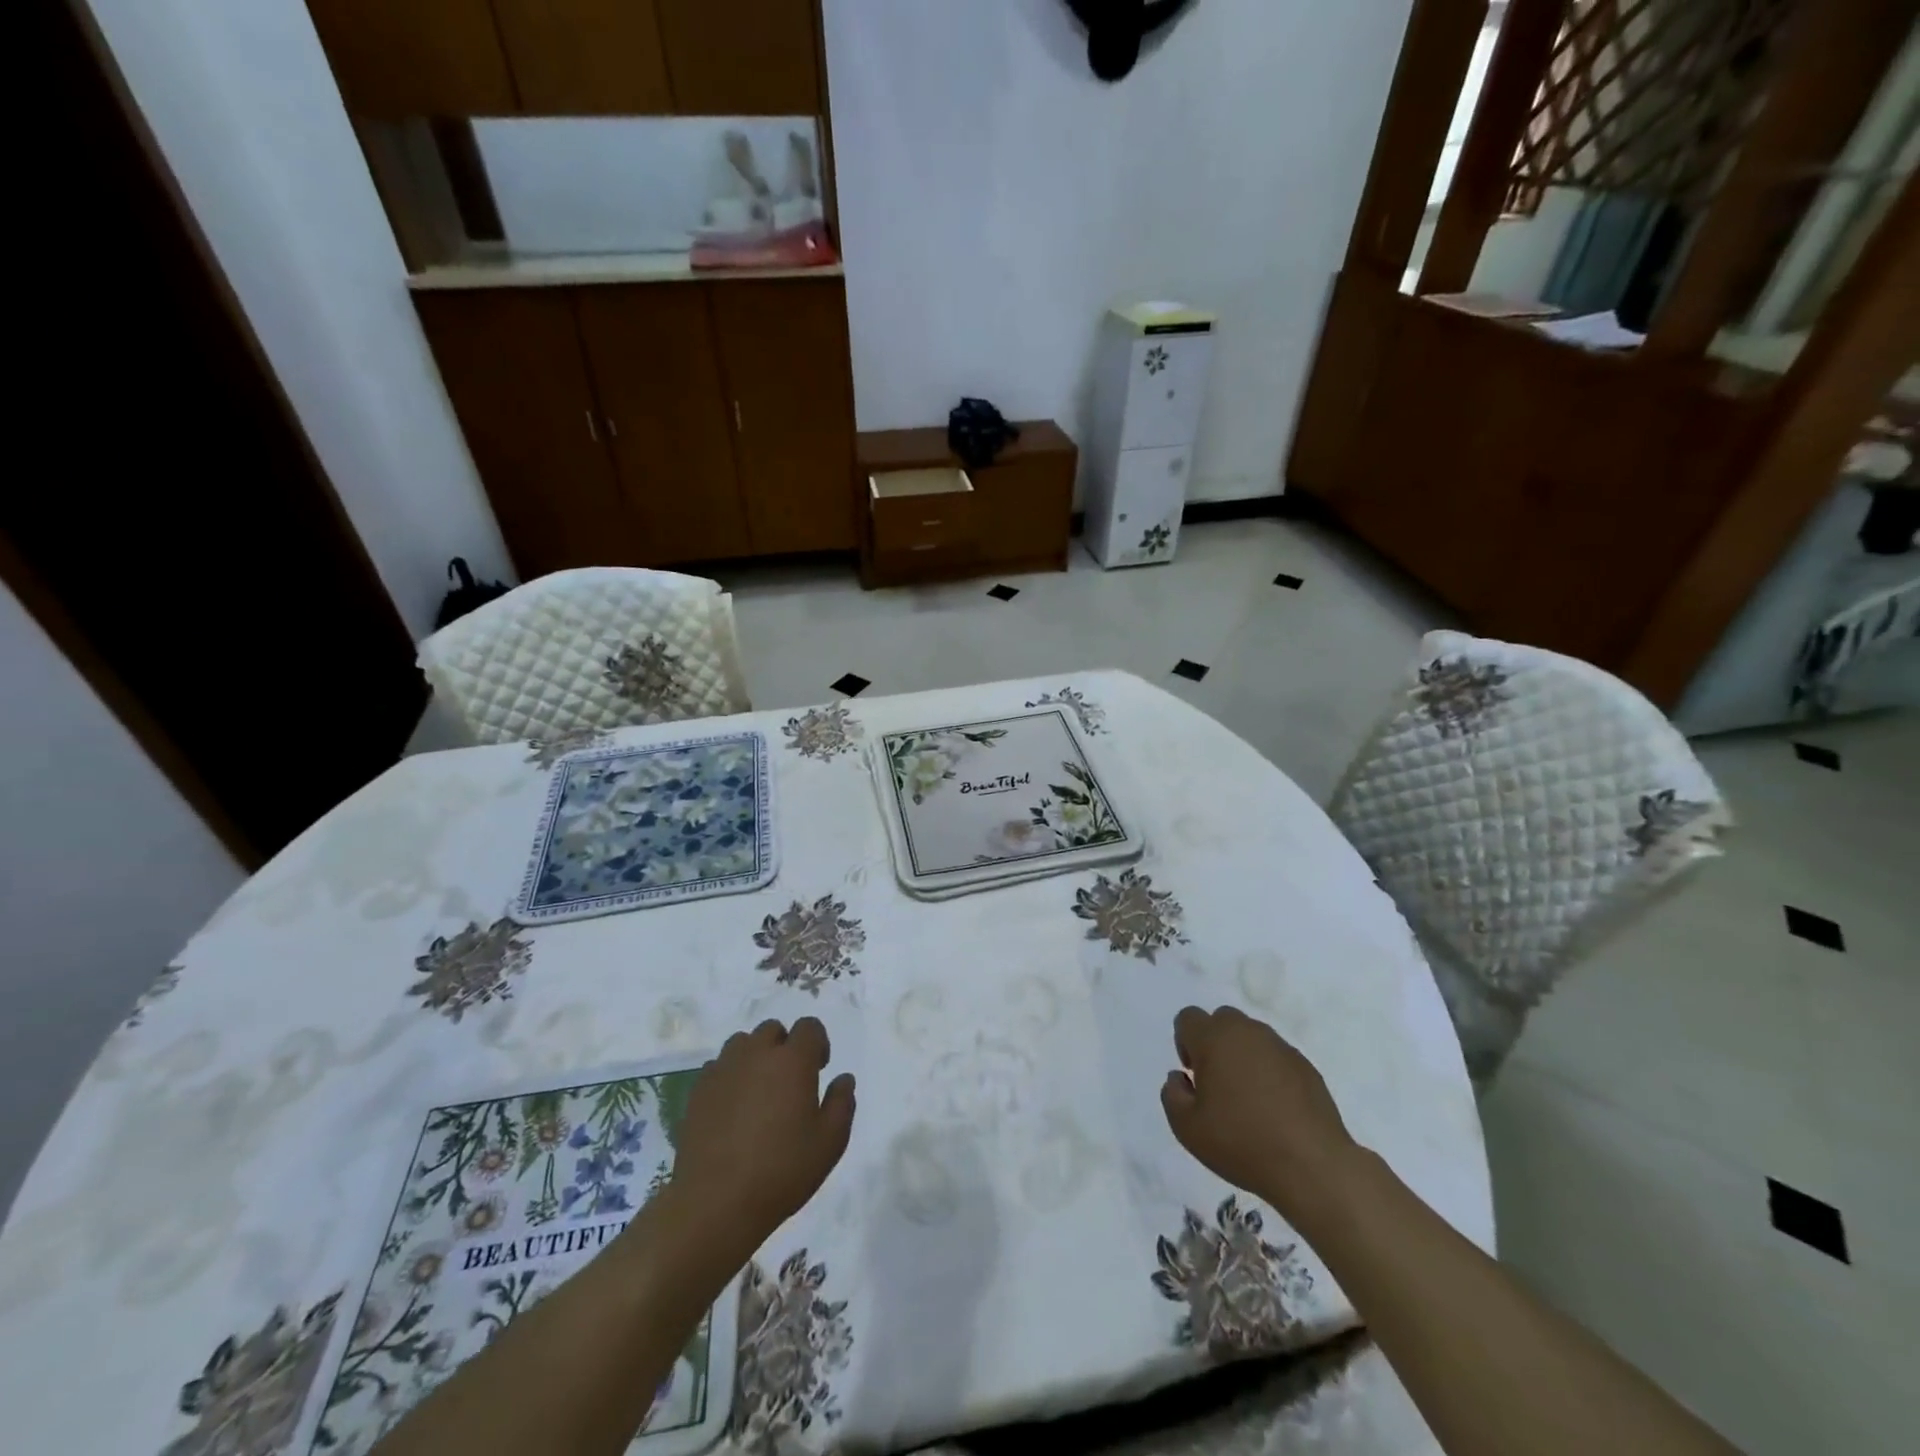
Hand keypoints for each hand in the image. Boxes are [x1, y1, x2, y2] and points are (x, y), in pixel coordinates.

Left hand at [667, 1018, 854, 1253]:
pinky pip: (718, 1067)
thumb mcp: (830, 1142)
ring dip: (754, 1057)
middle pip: (772, 1030)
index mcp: (792, 1060)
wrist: (716, 1203)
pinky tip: (732, 1108)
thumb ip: (842, 1103)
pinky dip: (729, 1076)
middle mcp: (757, 1054)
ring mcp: (723, 1069)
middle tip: (789, 1082)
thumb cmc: (782, 1171)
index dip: (817, 1042)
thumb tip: (843, 1079)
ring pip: (742, 1043)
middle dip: (784, 1046)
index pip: (809, 1026)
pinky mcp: (698, 1090)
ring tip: (758, 1092)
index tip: (818, 1069)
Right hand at [1160, 1006, 1357, 1219]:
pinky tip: (1275, 1109)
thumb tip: (1179, 1078)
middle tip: (1218, 1084)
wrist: (1312, 1166)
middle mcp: (1247, 1032)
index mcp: (1214, 1038)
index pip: (1188, 1018)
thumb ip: (1172, 1094)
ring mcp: (1280, 1047)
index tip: (1194, 1076)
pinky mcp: (1306, 1066)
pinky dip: (1270, 1072)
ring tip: (1249, 1099)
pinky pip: (1277, 1057)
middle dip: (1214, 1043)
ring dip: (1243, 1056)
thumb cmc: (1241, 1142)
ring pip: (1251, 1037)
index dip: (1185, 1043)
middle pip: (1222, 1020)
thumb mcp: (1187, 1128)